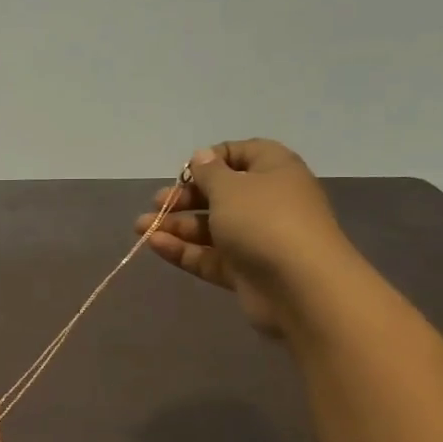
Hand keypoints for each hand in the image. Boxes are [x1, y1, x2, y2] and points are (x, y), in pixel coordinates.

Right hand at [134, 138, 355, 335]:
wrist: (302, 288)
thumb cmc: (265, 222)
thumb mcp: (231, 187)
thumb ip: (209, 172)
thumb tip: (202, 156)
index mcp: (274, 171)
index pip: (241, 154)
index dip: (211, 160)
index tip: (186, 172)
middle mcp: (267, 202)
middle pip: (220, 194)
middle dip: (185, 198)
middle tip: (157, 203)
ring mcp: (256, 239)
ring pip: (210, 228)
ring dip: (175, 225)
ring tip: (141, 227)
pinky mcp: (244, 270)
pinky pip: (209, 255)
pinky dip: (183, 250)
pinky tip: (154, 245)